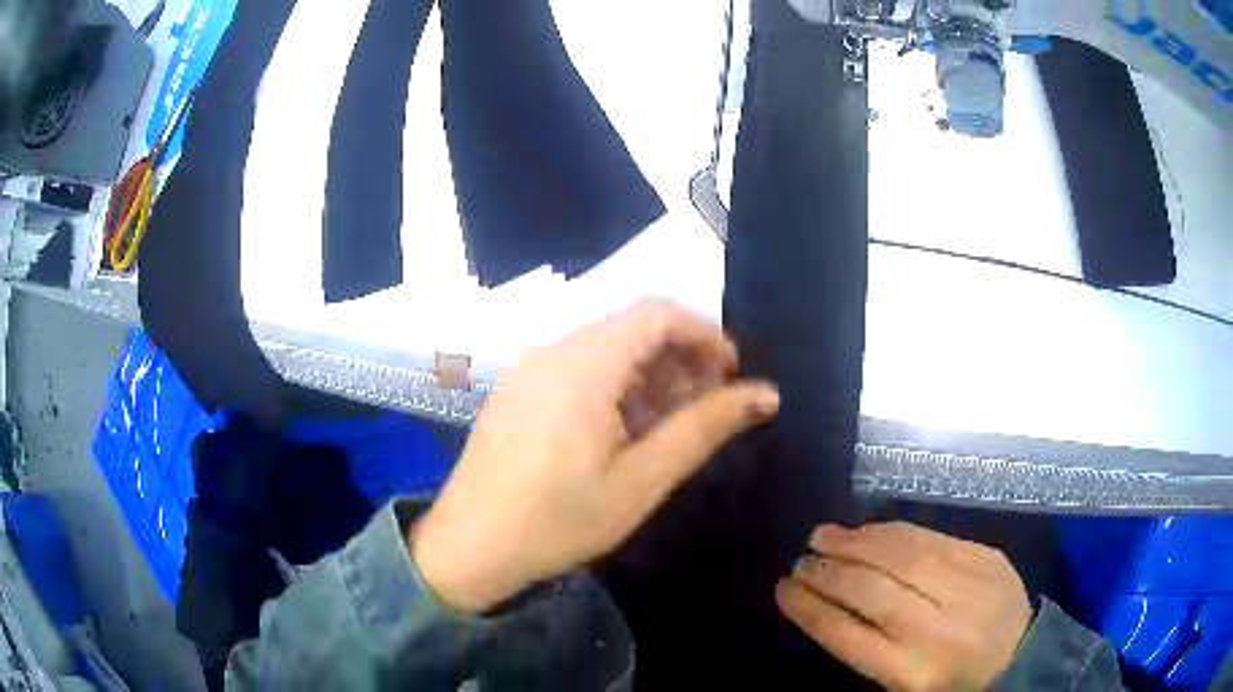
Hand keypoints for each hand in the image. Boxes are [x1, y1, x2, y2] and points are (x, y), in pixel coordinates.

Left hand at [412, 299, 779, 612]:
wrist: (471, 546)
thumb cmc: (559, 519)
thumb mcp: (642, 479)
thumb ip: (704, 428)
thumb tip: (766, 394)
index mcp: (584, 364)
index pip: (657, 313)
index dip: (704, 333)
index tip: (732, 374)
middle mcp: (553, 350)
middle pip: (632, 326)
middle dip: (680, 354)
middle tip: (707, 404)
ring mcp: (529, 368)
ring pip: (605, 345)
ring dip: (649, 371)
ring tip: (672, 421)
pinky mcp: (518, 389)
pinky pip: (577, 365)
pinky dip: (615, 382)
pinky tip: (624, 428)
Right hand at [776, 522, 1032, 691]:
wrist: (1020, 656)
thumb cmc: (951, 683)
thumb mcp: (903, 685)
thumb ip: (868, 651)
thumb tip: (828, 605)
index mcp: (910, 672)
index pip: (845, 636)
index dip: (809, 609)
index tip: (782, 589)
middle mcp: (936, 629)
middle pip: (870, 591)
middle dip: (827, 572)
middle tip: (801, 560)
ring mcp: (967, 588)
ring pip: (900, 556)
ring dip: (855, 543)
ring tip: (823, 535)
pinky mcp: (986, 559)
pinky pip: (932, 538)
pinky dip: (894, 531)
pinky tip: (869, 529)